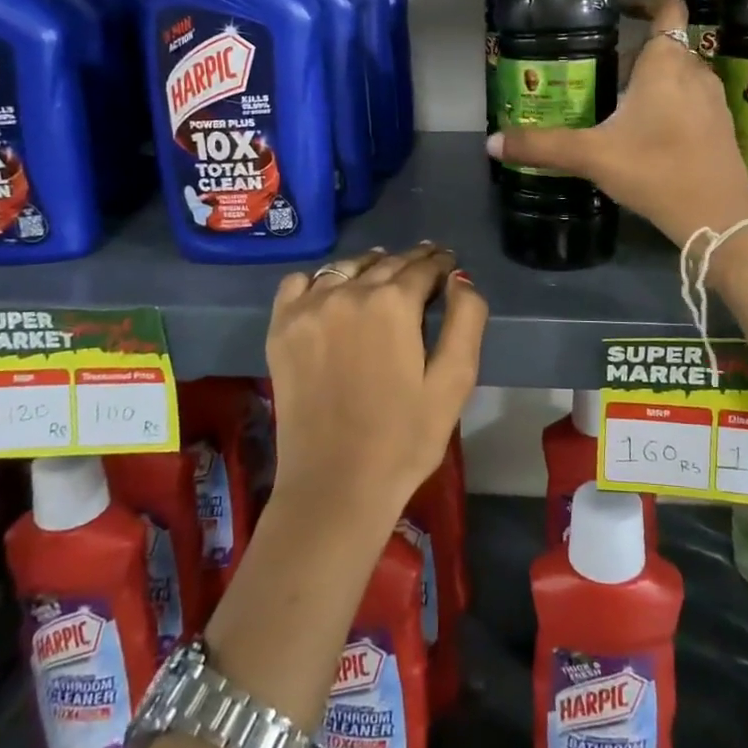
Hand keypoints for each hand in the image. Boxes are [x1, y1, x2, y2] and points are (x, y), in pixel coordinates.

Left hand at [265, 243, 486, 528]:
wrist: (336, 485)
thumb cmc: (405, 438)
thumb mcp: (455, 381)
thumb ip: (466, 320)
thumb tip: (459, 278)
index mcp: (394, 303)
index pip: (424, 267)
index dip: (441, 264)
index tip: (449, 264)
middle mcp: (348, 292)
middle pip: (386, 263)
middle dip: (411, 262)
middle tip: (426, 265)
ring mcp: (308, 308)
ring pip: (346, 267)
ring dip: (370, 266)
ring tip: (383, 273)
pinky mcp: (281, 328)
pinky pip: (299, 283)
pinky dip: (319, 281)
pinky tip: (332, 294)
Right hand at [488, 0, 747, 247]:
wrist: (718, 219)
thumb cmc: (656, 171)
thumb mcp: (592, 157)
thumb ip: (542, 147)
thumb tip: (492, 143)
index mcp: (666, 63)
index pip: (668, 8)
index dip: (646, 1)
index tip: (618, 10)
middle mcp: (695, 71)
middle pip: (666, 45)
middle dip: (634, 53)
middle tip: (598, 70)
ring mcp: (713, 100)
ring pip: (679, 74)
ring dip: (651, 80)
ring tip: (617, 102)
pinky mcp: (721, 127)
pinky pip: (691, 100)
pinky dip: (669, 104)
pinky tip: (645, 133)